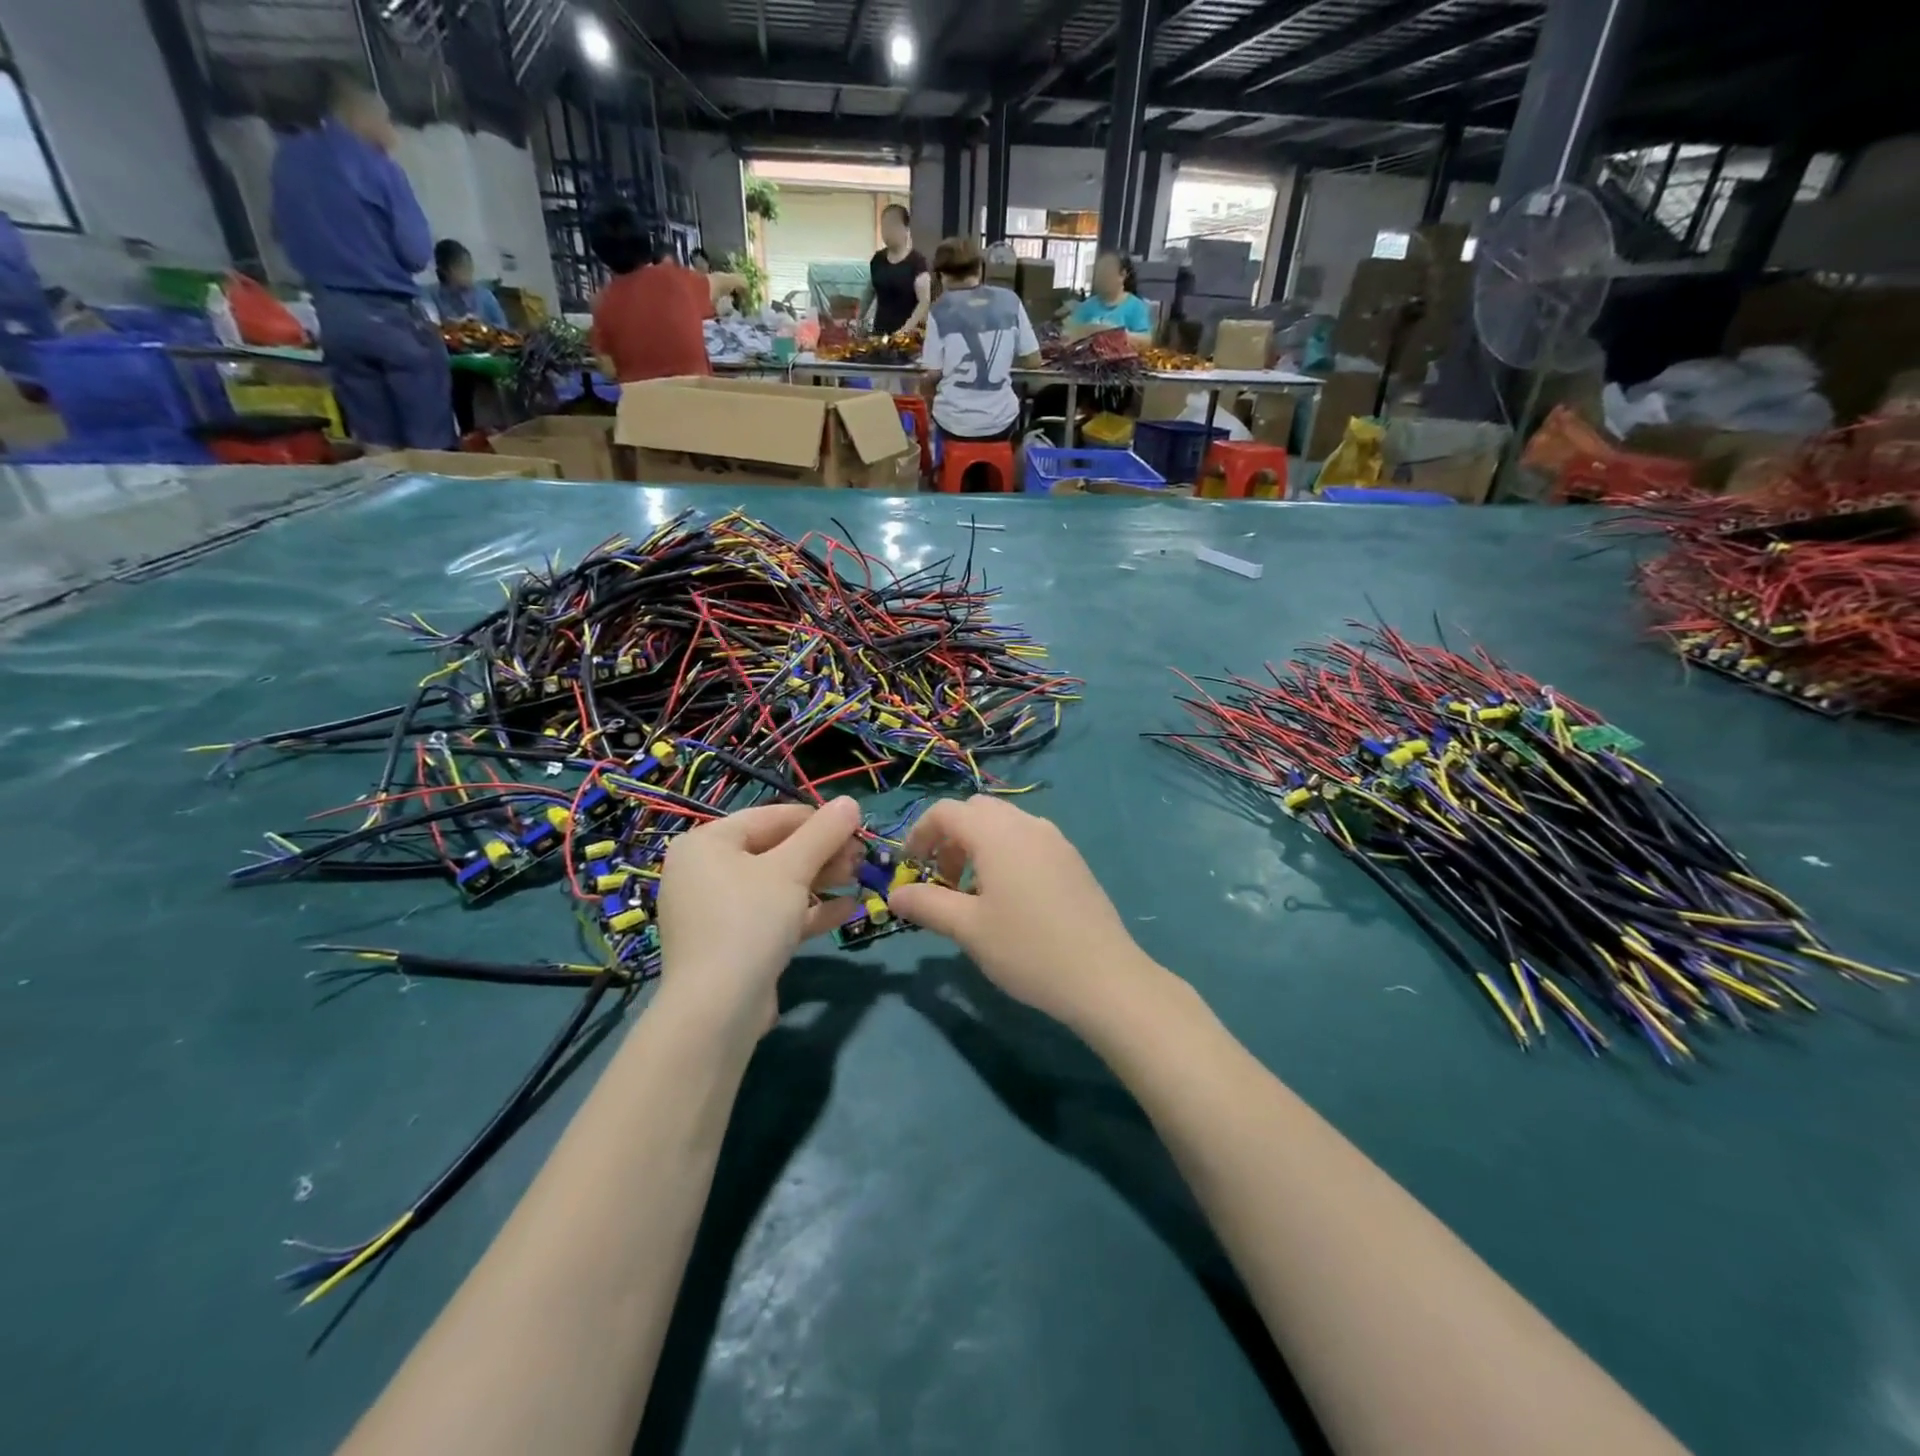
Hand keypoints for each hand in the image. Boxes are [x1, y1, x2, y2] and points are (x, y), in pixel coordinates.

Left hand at [656, 798, 862, 1035]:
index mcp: (707, 843)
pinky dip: (807, 910)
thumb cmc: (750, 920)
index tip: (856, 826)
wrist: (718, 1009)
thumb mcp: (792, 870)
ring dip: (821, 880)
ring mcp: (717, 910)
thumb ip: (823, 832)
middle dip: (822, 853)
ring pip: (778, 884)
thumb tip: (851, 801)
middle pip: (775, 850)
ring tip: (859, 878)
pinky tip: (847, 909)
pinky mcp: (733, 943)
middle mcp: (705, 872)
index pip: (770, 816)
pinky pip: (773, 915)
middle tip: (861, 857)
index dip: (817, 819)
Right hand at [890, 797, 1156, 1030]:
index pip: (946, 812)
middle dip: (949, 837)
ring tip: (973, 894)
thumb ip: (927, 904)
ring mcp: (1055, 839)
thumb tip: (895, 894)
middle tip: (941, 880)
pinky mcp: (1072, 859)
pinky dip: (1005, 853)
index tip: (909, 868)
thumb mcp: (968, 929)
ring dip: (977, 846)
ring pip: (1004, 824)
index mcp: (997, 833)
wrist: (1104, 976)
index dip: (919, 833)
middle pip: (976, 811)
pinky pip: (1028, 839)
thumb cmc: (1027, 949)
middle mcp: (1027, 824)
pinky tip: (1009, 899)